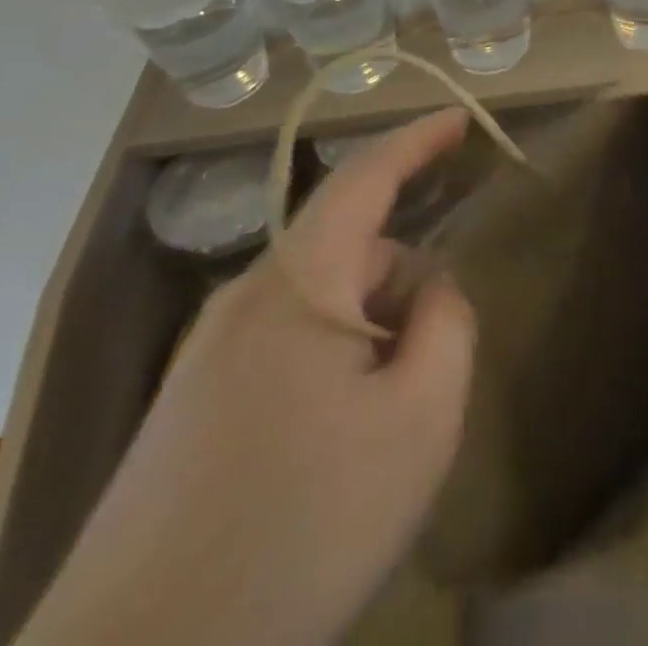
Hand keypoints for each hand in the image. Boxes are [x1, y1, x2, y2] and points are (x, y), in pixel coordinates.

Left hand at [21, 108, 477, 645]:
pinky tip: (333, 449)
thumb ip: (447, 327)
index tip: (461, 118)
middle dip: (403, 282)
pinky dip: (331, 364)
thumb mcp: (419, 421)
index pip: (366, 176)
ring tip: (385, 423)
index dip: (418, 140)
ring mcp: (205, 353)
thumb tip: (431, 292)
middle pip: (348, 250)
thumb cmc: (298, 528)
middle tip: (435, 363)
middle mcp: (245, 298)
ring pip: (318, 303)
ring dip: (368, 333)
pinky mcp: (186, 407)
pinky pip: (283, 347)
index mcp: (299, 282)